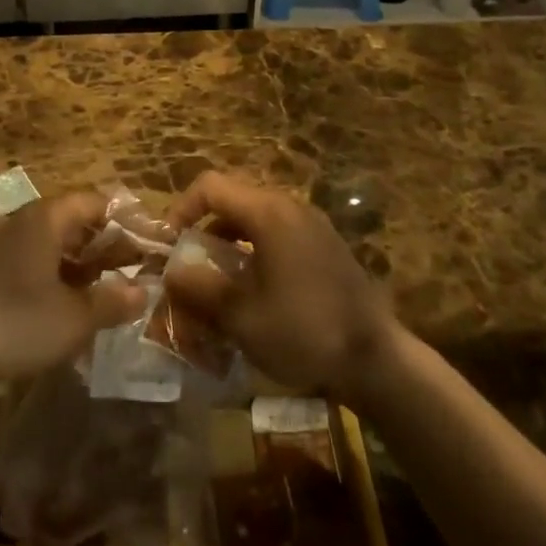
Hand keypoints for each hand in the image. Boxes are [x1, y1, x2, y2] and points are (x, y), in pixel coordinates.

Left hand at [0, 191, 146, 393]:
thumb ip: (112, 302)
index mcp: (45, 218)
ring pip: (44, 241)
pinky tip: (52, 303)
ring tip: (94, 288)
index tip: (143, 243)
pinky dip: (45, 272)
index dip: (122, 220)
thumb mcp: (74, 319)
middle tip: (124, 269)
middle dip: (99, 244)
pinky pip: (22, 258)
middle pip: (69, 220)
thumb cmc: (16, 324)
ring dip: (73, 260)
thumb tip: (143, 292)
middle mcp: (19, 219)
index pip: (93, 202)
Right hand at [164, 172, 397, 402]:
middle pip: (233, 199)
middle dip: (204, 228)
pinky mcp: (325, 246)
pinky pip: (278, 234)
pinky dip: (255, 250)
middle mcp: (290, 206)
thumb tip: (169, 273)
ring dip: (229, 242)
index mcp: (267, 212)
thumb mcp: (241, 316)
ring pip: (255, 218)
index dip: (181, 209)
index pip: (210, 186)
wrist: (377, 360)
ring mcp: (312, 224)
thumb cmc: (304, 331)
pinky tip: (254, 291)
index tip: (168, 245)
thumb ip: (199, 289)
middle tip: (190, 265)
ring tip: (217, 282)